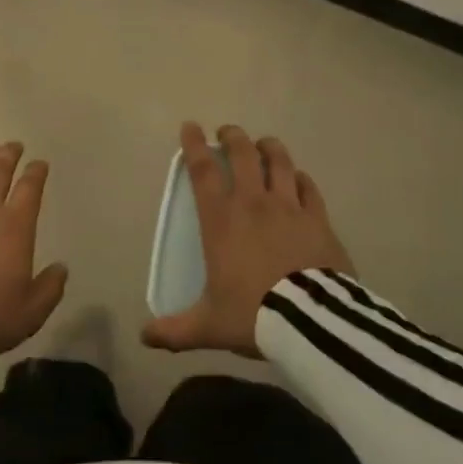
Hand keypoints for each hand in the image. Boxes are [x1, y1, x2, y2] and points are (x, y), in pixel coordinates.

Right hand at [142, 122, 353, 358]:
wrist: (310, 321)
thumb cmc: (252, 314)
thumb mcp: (208, 326)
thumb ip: (175, 330)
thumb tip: (144, 337)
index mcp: (221, 220)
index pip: (203, 170)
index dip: (194, 145)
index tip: (190, 126)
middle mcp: (253, 203)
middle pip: (243, 154)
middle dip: (233, 137)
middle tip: (228, 132)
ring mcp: (289, 206)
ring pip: (279, 162)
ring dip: (269, 148)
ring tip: (264, 144)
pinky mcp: (318, 218)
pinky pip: (308, 187)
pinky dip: (300, 178)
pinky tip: (299, 179)